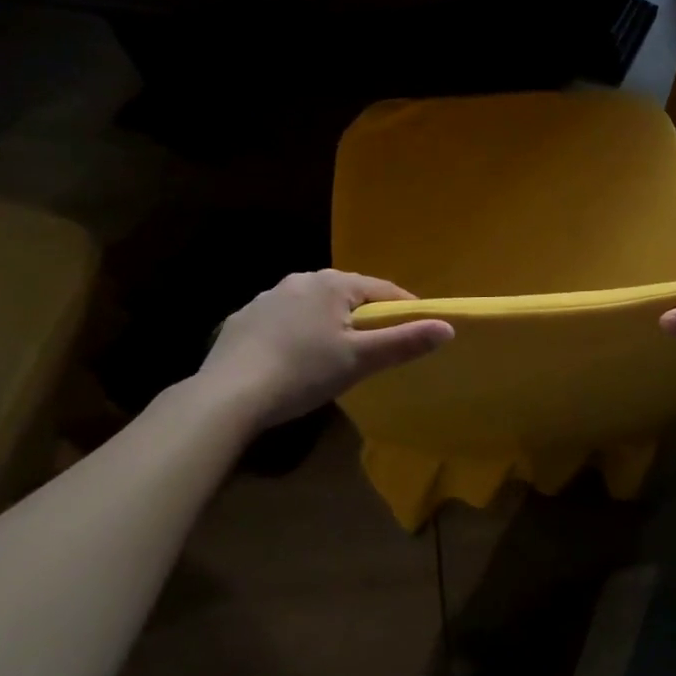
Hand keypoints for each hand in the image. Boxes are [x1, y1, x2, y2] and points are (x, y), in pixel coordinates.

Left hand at [186, 270, 452, 431]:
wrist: (227, 396)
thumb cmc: (302, 372)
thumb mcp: (360, 360)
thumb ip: (404, 342)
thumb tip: (448, 328)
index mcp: (332, 283)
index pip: (382, 290)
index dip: (403, 310)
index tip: (414, 332)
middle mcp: (301, 279)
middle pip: (347, 295)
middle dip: (363, 316)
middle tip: (374, 348)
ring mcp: (267, 297)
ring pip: (313, 306)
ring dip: (328, 323)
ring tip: (333, 356)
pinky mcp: (243, 319)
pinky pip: (283, 320)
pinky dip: (296, 333)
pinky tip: (292, 360)